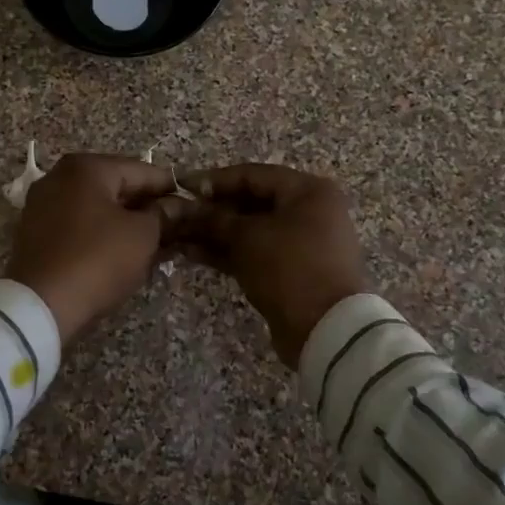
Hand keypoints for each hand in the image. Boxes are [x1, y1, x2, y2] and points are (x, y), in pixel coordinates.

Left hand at [6, 153, 183, 344]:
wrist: (40, 305)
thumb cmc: (98, 260)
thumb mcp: (142, 236)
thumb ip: (163, 215)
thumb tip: (177, 206)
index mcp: (86, 167)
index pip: (142, 170)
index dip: (171, 188)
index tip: (193, 204)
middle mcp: (59, 177)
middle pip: (116, 186)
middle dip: (147, 206)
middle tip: (176, 227)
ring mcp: (42, 204)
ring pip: (97, 207)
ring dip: (125, 222)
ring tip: (155, 243)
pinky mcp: (35, 233)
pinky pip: (78, 224)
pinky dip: (102, 233)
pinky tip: (123, 251)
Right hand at [178, 164, 367, 366]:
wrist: (327, 329)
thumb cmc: (289, 268)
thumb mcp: (248, 238)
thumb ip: (215, 219)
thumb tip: (188, 208)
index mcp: (308, 191)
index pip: (253, 175)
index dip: (215, 180)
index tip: (181, 186)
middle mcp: (309, 211)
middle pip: (252, 202)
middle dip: (212, 209)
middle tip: (177, 213)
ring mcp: (301, 243)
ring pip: (251, 230)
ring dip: (215, 232)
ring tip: (177, 234)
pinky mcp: (291, 270)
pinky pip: (255, 252)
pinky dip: (228, 252)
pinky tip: (192, 253)